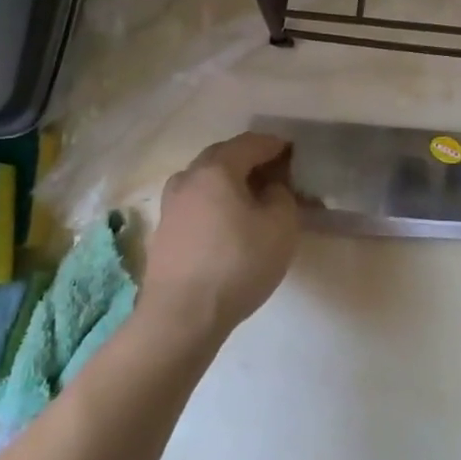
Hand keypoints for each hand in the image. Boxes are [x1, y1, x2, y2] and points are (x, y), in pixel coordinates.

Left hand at [140, 132, 301, 342]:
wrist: (181, 317)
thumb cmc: (237, 264)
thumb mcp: (281, 226)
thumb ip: (282, 195)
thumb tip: (271, 187)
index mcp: (216, 169)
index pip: (251, 142)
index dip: (276, 145)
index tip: (295, 154)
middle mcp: (188, 178)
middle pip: (224, 156)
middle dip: (251, 160)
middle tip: (277, 175)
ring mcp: (171, 205)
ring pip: (207, 180)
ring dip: (231, 182)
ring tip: (254, 200)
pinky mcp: (164, 231)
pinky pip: (197, 203)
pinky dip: (216, 203)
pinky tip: (230, 224)